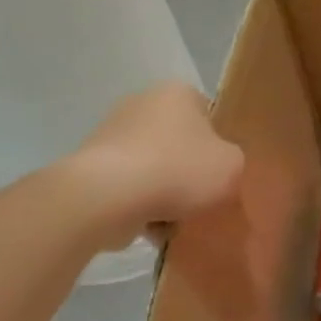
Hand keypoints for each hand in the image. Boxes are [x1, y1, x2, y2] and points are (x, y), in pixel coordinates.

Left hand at [69, 82, 243, 249]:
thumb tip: (217, 168)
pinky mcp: (87, 166)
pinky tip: (146, 227)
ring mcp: (110, 134)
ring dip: (162, 192)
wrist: (105, 198)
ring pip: (152, 167)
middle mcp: (142, 103)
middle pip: (178, 142)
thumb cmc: (178, 170)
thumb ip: (233, 162)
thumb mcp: (233, 166)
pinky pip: (125, 186)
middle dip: (187, 171)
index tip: (220, 172)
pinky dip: (136, 205)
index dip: (218, 146)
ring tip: (173, 221)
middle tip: (200, 199)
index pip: (208, 115)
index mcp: (178, 93)